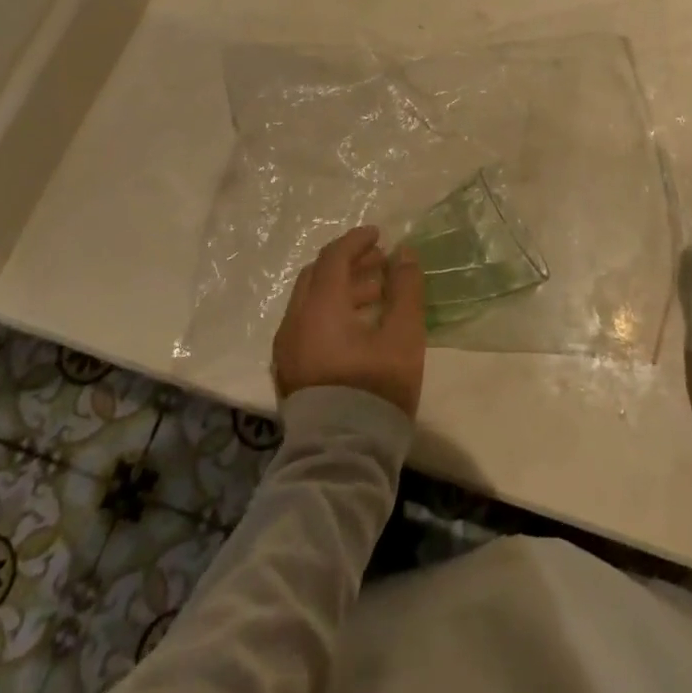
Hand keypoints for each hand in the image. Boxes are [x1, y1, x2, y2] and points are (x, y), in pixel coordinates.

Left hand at [273, 226, 425, 417]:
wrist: (341, 457)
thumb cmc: (375, 390)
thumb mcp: (403, 336)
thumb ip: (405, 288)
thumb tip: (404, 252)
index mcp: (319, 307)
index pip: (334, 257)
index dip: (357, 241)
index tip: (380, 235)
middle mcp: (294, 321)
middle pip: (316, 275)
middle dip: (348, 263)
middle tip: (379, 263)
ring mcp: (286, 348)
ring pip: (310, 301)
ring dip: (340, 288)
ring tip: (376, 294)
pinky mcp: (288, 371)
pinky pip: (305, 323)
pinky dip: (329, 311)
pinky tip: (357, 325)